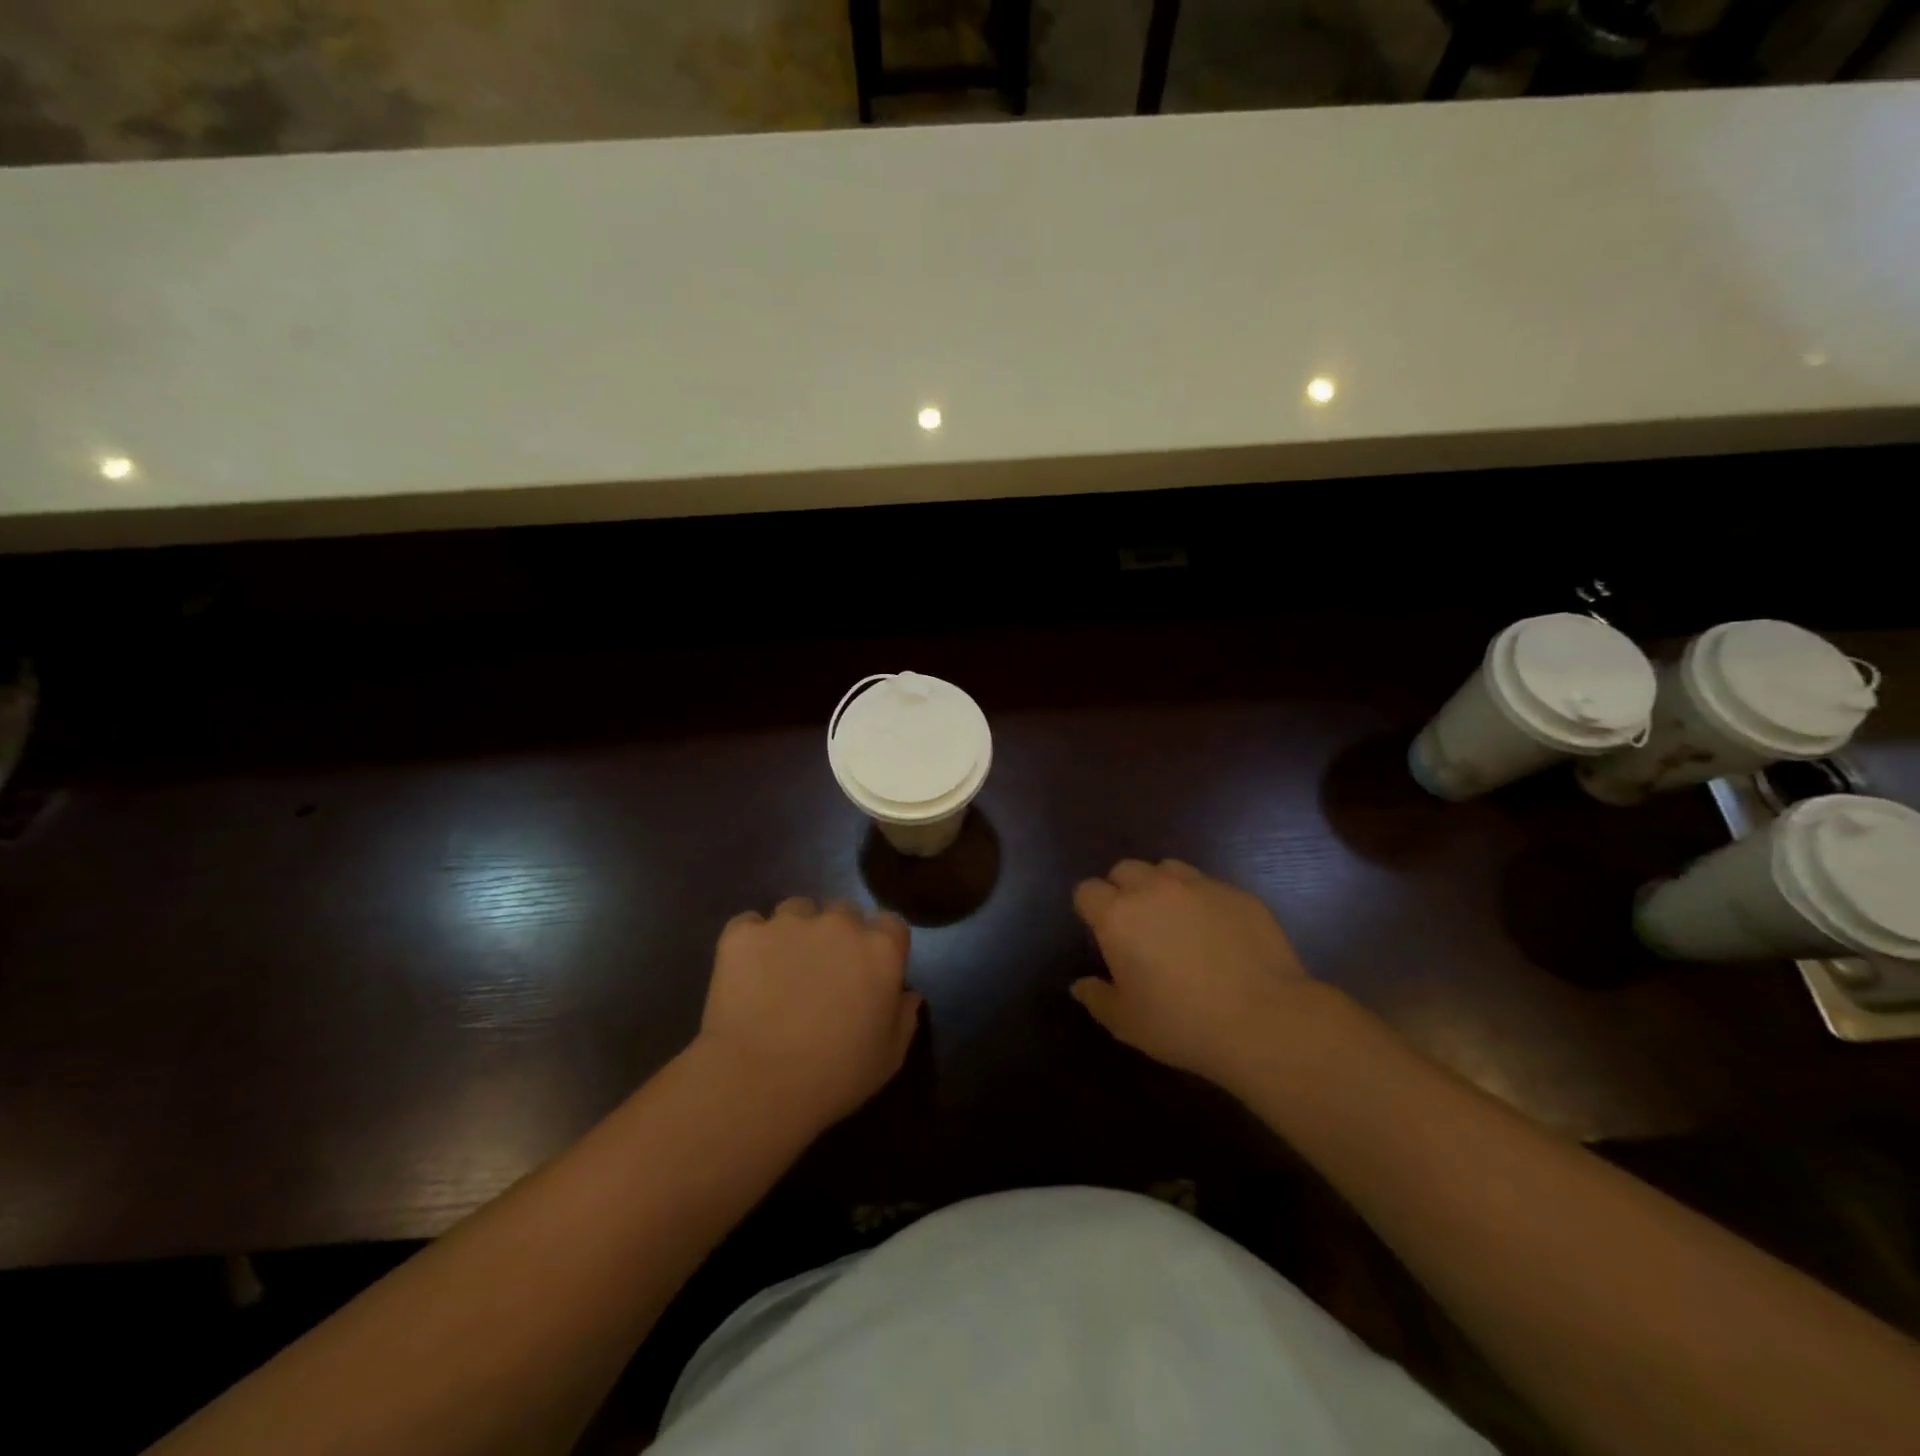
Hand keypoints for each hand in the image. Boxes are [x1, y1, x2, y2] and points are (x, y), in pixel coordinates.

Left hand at [698, 896, 920, 1131]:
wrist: (758, 1082)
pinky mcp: (744, 933)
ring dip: (795, 931)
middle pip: (843, 912)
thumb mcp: (889, 1058)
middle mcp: (839, 923)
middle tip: (823, 972)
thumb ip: (904, 1017)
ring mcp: (789, 923)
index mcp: (881, 949)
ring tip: (780, 968)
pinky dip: (750, 942)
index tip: (868, 970)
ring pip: (797, 909)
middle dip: (837, 935)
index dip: (880, 944)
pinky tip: (745, 972)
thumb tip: (906, 995)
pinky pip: (749, 924)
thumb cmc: (835, 1076)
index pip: (890, 924)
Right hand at [1071, 859, 1318, 1093]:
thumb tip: (1080, 985)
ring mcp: (1198, 885)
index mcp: (1118, 916)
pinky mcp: (1236, 892)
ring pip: (1167, 869)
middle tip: (1138, 927)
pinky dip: (1202, 901)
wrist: (1265, 1021)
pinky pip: (1208, 885)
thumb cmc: (1183, 1024)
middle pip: (1125, 869)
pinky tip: (1217, 934)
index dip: (1090, 908)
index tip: (1102, 933)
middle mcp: (1153, 888)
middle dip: (1124, 890)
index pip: (1087, 890)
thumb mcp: (1127, 1023)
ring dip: (1162, 888)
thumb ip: (1097, 998)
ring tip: (1176, 921)